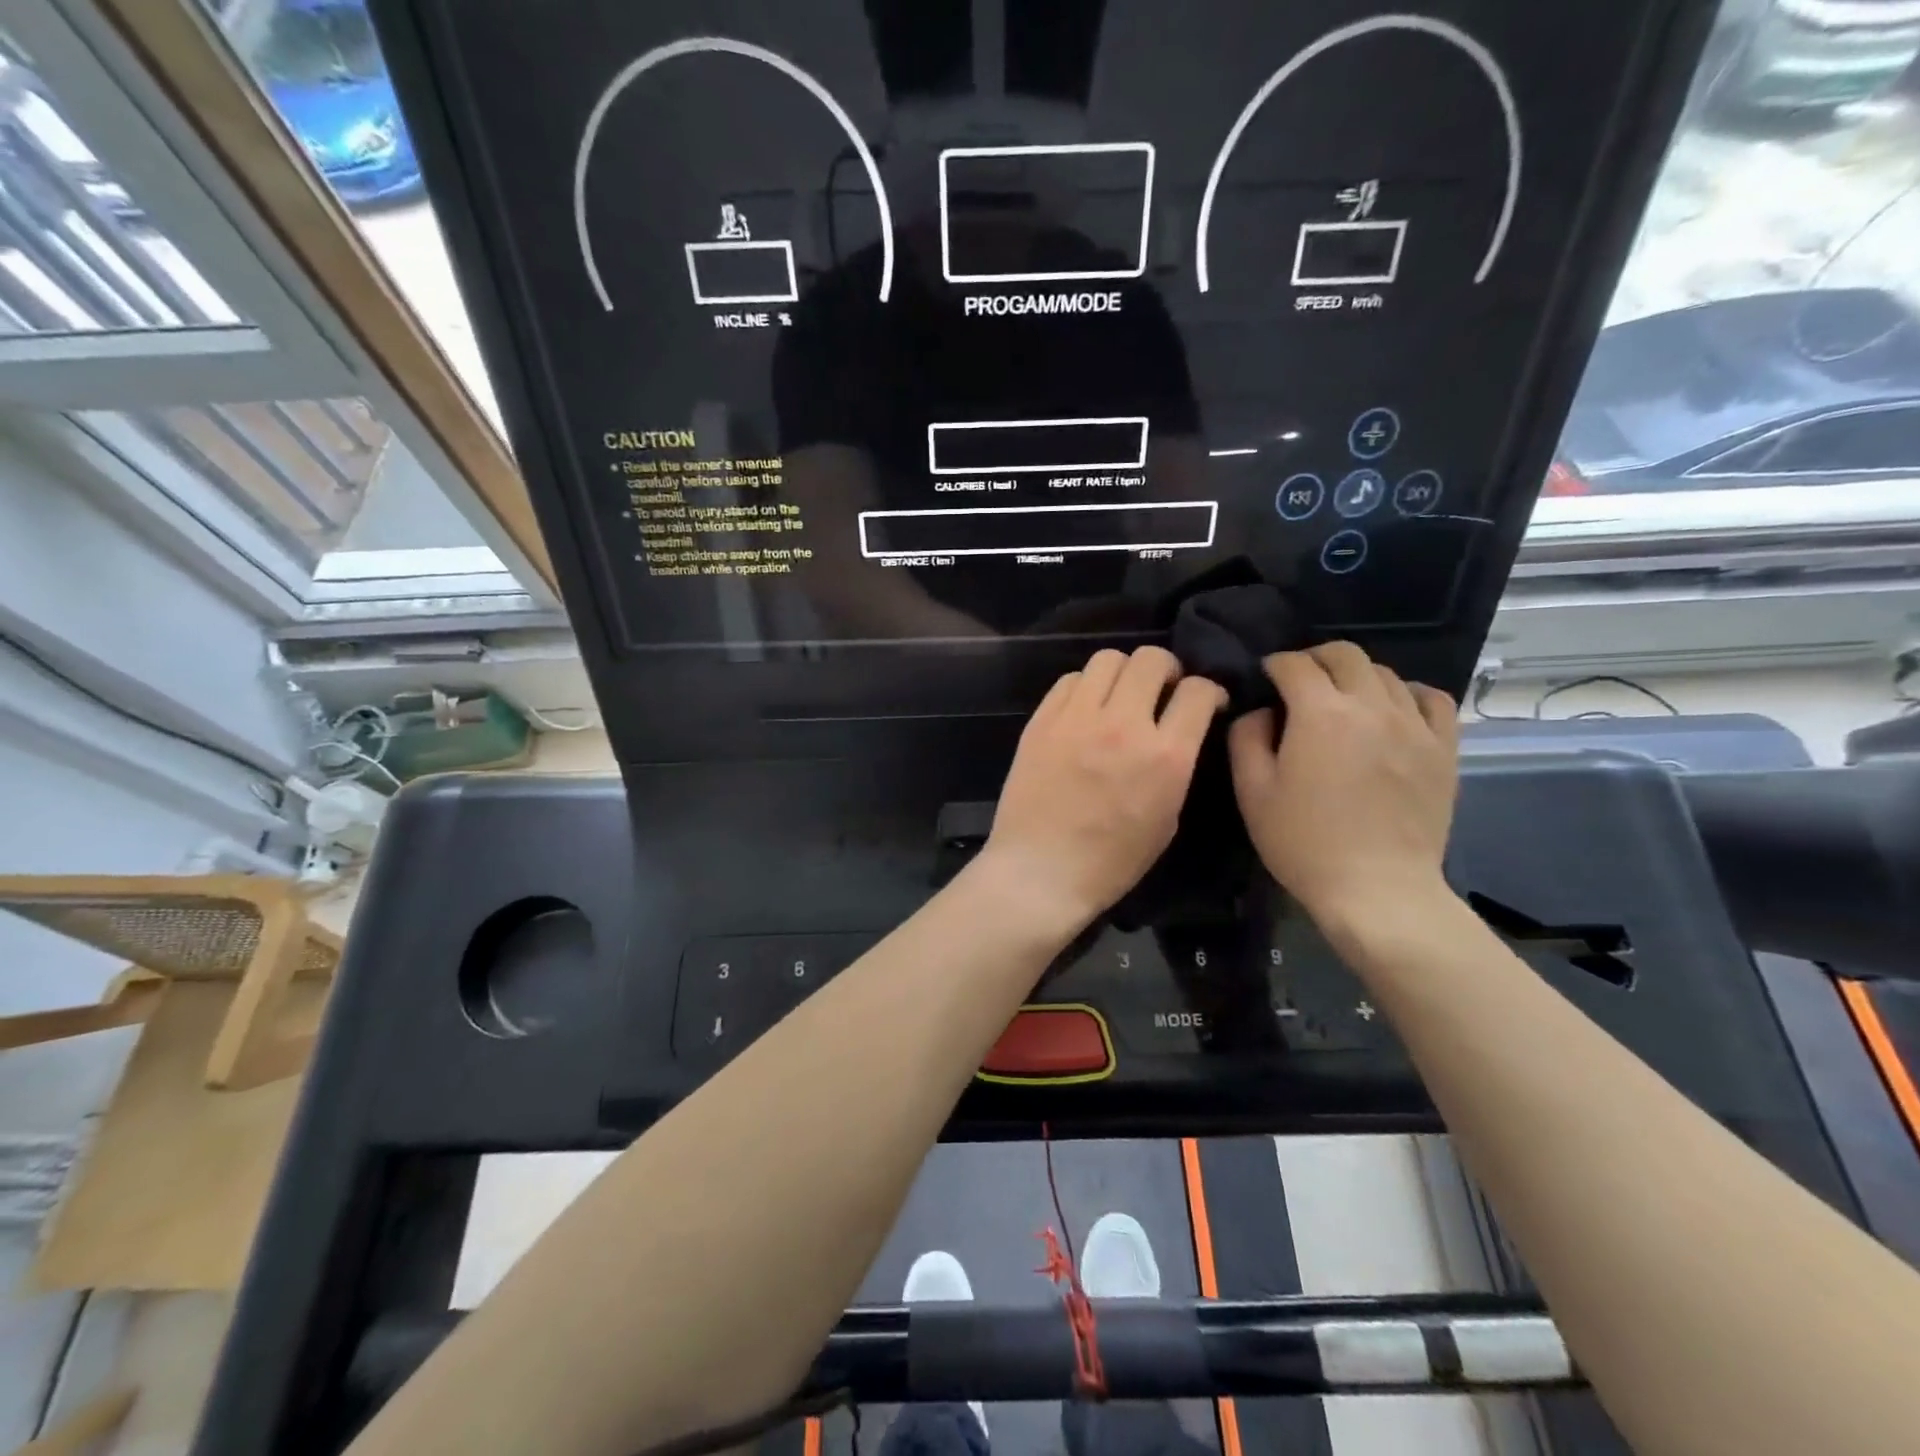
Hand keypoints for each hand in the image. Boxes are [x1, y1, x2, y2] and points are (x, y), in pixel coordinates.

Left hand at [984, 647, 1225, 929]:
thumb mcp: (1167, 819)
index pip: (1198, 690)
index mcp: (1165, 755)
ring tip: (1120, 696)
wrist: (1040, 871)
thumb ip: (1176, 766)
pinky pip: (1070, 679)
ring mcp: (1077, 718)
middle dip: (1166, 670)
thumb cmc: (1111, 861)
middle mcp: (1123, 724)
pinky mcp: (1042, 720)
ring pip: (1108, 658)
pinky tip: (1085, 710)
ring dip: (1124, 672)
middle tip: (1162, 690)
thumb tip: (1176, 734)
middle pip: (1152, 658)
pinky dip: (1085, 687)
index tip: (1204, 703)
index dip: (1209, 691)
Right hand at [1228, 643, 1458, 925]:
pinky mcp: (1444, 749)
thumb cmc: (1304, 843)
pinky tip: (1393, 710)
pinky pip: (1432, 699)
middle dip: (1315, 659)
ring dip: (1356, 677)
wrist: (1377, 889)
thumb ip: (1246, 739)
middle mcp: (1371, 706)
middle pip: (1344, 655)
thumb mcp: (1252, 792)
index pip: (1294, 664)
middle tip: (1299, 683)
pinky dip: (1408, 694)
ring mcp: (1414, 725)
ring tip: (1342, 702)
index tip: (1265, 678)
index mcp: (1319, 714)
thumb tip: (1261, 712)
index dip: (1274, 665)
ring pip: (1385, 673)